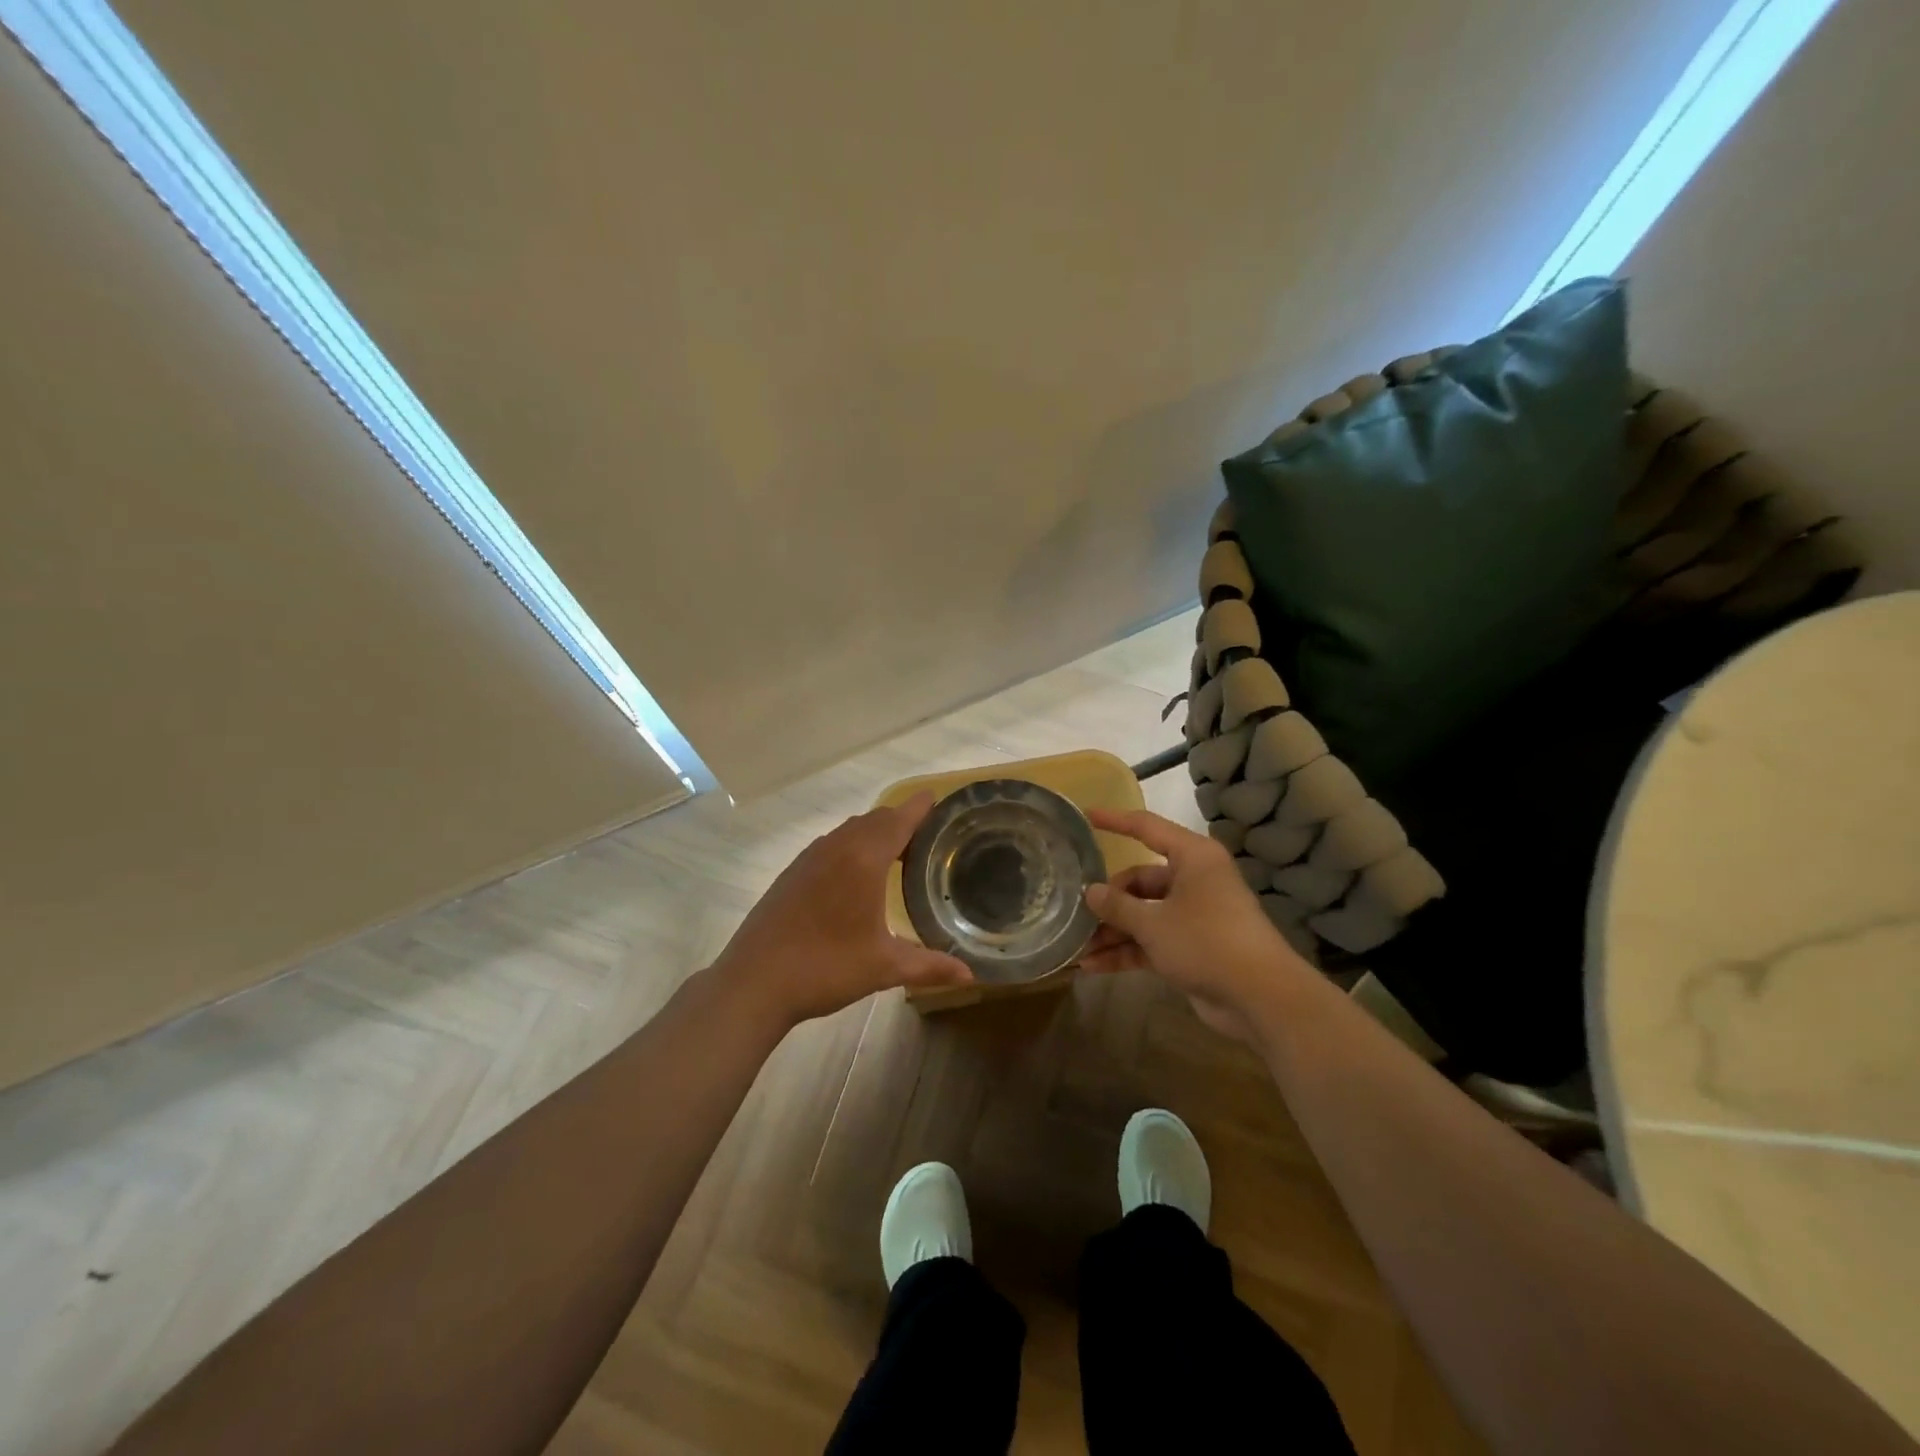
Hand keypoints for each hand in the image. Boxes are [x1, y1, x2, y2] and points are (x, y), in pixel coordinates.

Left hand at [710, 793, 971, 1026]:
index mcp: (864, 859)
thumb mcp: (883, 967)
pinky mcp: (793, 871)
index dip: (920, 807)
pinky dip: (852, 846)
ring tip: (897, 853)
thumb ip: (929, 966)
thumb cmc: (826, 968)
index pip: (899, 819)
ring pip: (851, 830)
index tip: (937, 799)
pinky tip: (856, 876)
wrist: (754, 981)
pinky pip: (831, 844)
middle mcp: (838, 847)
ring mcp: (810, 857)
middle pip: (876, 819)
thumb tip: (971, 976)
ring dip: (875, 832)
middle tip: (928, 836)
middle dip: (902, 820)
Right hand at [1079, 808, 1317, 1038]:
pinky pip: (1152, 941)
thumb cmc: (1206, 941)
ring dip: (1113, 931)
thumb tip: (1089, 891)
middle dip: (1108, 900)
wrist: (1260, 997)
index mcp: (1192, 857)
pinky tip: (1093, 967)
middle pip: (1141, 880)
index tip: (1085, 816)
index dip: (1114, 821)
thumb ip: (1117, 906)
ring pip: (1145, 914)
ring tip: (1078, 946)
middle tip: (1076, 913)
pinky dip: (1127, 952)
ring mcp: (1194, 915)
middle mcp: (1194, 880)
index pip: (1146, 827)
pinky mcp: (1193, 947)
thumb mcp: (1153, 922)